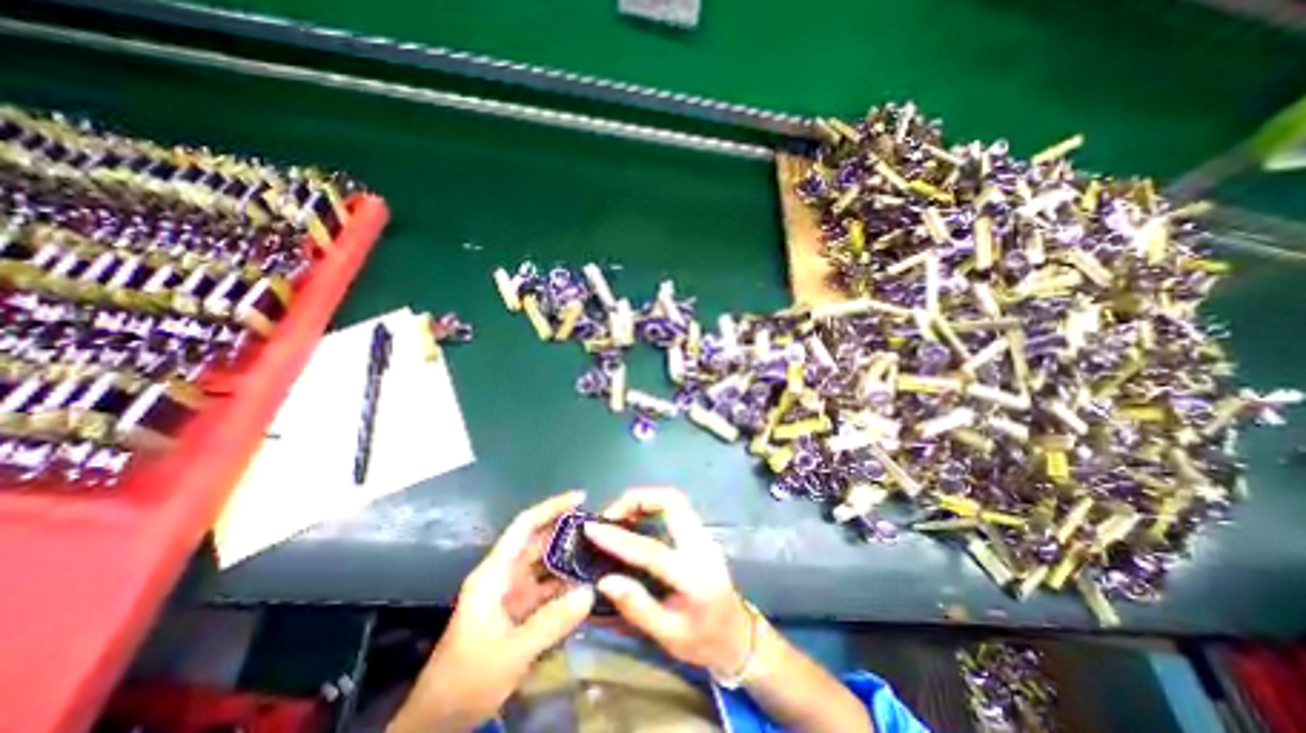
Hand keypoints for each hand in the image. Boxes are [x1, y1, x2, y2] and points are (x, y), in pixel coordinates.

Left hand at [385, 492, 592, 732]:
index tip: (580, 497)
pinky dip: (567, 584)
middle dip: (568, 532)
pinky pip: (549, 589)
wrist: (438, 722)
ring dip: (571, 559)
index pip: (525, 526)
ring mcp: (513, 594)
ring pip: (546, 566)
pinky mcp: (521, 612)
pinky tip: (589, 585)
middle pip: (539, 543)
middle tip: (601, 529)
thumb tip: (590, 591)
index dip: (551, 507)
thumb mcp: (509, 652)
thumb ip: (551, 622)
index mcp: (495, 573)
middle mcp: (505, 576)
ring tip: (602, 552)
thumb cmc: (466, 680)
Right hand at [586, 488, 755, 680]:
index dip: (618, 537)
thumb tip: (604, 580)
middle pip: (672, 502)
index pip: (651, 550)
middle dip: (638, 499)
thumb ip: (636, 606)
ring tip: (619, 516)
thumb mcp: (667, 635)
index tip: (591, 527)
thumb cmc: (702, 640)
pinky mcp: (701, 532)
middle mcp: (701, 546)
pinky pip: (676, 507)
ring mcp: (704, 535)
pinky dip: (653, 505)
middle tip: (610, 516)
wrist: (737, 634)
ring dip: (645, 499)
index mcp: (693, 577)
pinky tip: (636, 520)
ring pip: (675, 499)